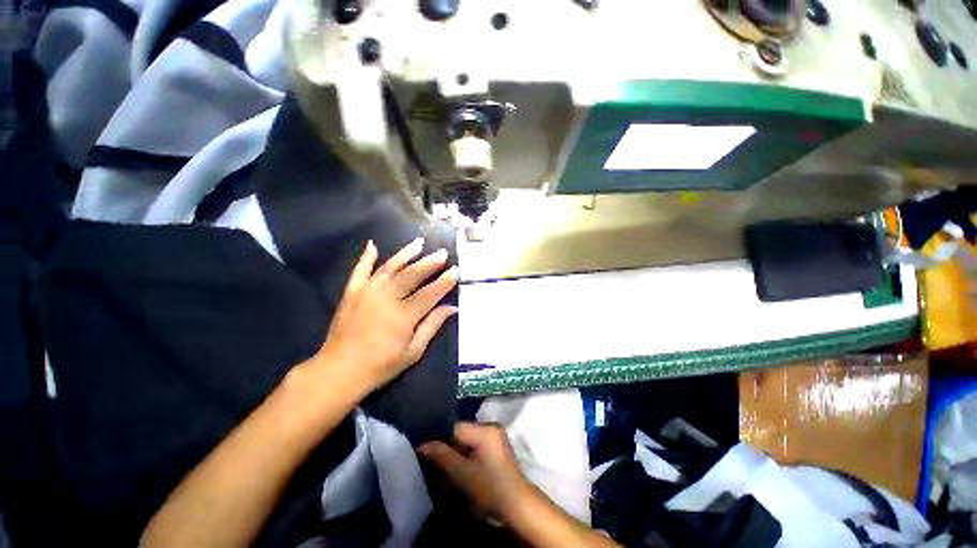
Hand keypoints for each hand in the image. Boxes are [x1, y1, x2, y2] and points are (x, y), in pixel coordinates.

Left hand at [316, 238, 457, 393]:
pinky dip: (366, 257)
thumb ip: (432, 325)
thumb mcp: (413, 351)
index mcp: (403, 315)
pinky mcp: (351, 292)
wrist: (339, 371)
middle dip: (430, 262)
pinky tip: (373, 245)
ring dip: (406, 254)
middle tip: (443, 253)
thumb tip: (452, 308)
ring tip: (419, 243)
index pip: (430, 293)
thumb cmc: (381, 365)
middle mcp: (386, 298)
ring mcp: (367, 292)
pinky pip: (360, 270)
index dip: (445, 281)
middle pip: (412, 275)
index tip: (456, 270)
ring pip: (390, 267)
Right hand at [418, 422, 536, 521]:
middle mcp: (491, 426)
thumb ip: (442, 456)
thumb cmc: (490, 488)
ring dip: (457, 454)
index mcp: (486, 428)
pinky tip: (462, 471)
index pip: (456, 428)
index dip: (441, 441)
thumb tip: (422, 445)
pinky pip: (475, 446)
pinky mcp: (496, 447)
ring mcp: (495, 436)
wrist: (517, 505)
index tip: (429, 455)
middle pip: (461, 433)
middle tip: (439, 466)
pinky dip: (467, 457)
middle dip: (449, 449)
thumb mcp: (463, 474)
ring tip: (449, 471)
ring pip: (467, 441)